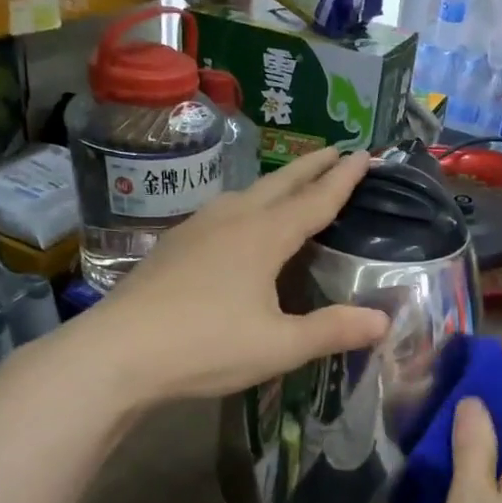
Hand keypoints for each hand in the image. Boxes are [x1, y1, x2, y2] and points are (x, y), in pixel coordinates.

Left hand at [74, 148, 390, 403]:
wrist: (118, 352)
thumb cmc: (206, 346)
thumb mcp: (279, 346)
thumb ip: (332, 331)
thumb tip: (383, 320)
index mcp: (263, 237)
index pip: (315, 200)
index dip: (344, 179)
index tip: (366, 154)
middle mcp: (232, 220)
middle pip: (280, 184)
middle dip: (312, 166)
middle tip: (337, 150)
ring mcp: (197, 228)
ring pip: (246, 193)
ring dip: (277, 183)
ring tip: (292, 184)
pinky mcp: (174, 245)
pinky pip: (222, 211)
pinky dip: (247, 205)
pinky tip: (238, 223)